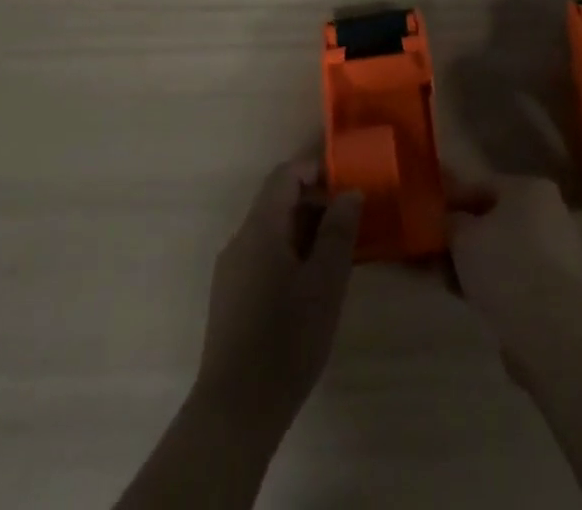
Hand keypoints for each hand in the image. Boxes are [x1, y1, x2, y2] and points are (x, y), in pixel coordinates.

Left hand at [194, 157, 361, 426]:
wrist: (235, 411)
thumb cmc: (286, 339)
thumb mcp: (325, 281)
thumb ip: (339, 231)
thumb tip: (350, 192)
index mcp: (260, 227)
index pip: (286, 174)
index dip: (317, 170)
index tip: (348, 185)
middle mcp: (240, 239)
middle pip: (278, 200)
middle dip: (315, 203)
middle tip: (351, 223)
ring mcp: (231, 269)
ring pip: (271, 230)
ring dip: (305, 231)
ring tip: (337, 255)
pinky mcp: (230, 297)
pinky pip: (263, 255)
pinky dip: (290, 253)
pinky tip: (310, 285)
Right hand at [448, 173, 581, 318]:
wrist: (549, 327)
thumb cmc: (505, 264)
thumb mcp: (463, 236)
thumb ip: (451, 222)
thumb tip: (449, 222)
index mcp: (531, 188)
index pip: (483, 186)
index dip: (453, 200)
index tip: (429, 216)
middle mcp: (550, 213)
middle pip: (496, 220)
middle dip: (465, 236)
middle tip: (436, 251)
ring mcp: (558, 252)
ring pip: (505, 251)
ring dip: (477, 263)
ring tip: (447, 280)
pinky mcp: (558, 289)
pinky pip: (517, 277)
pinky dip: (494, 284)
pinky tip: (468, 298)